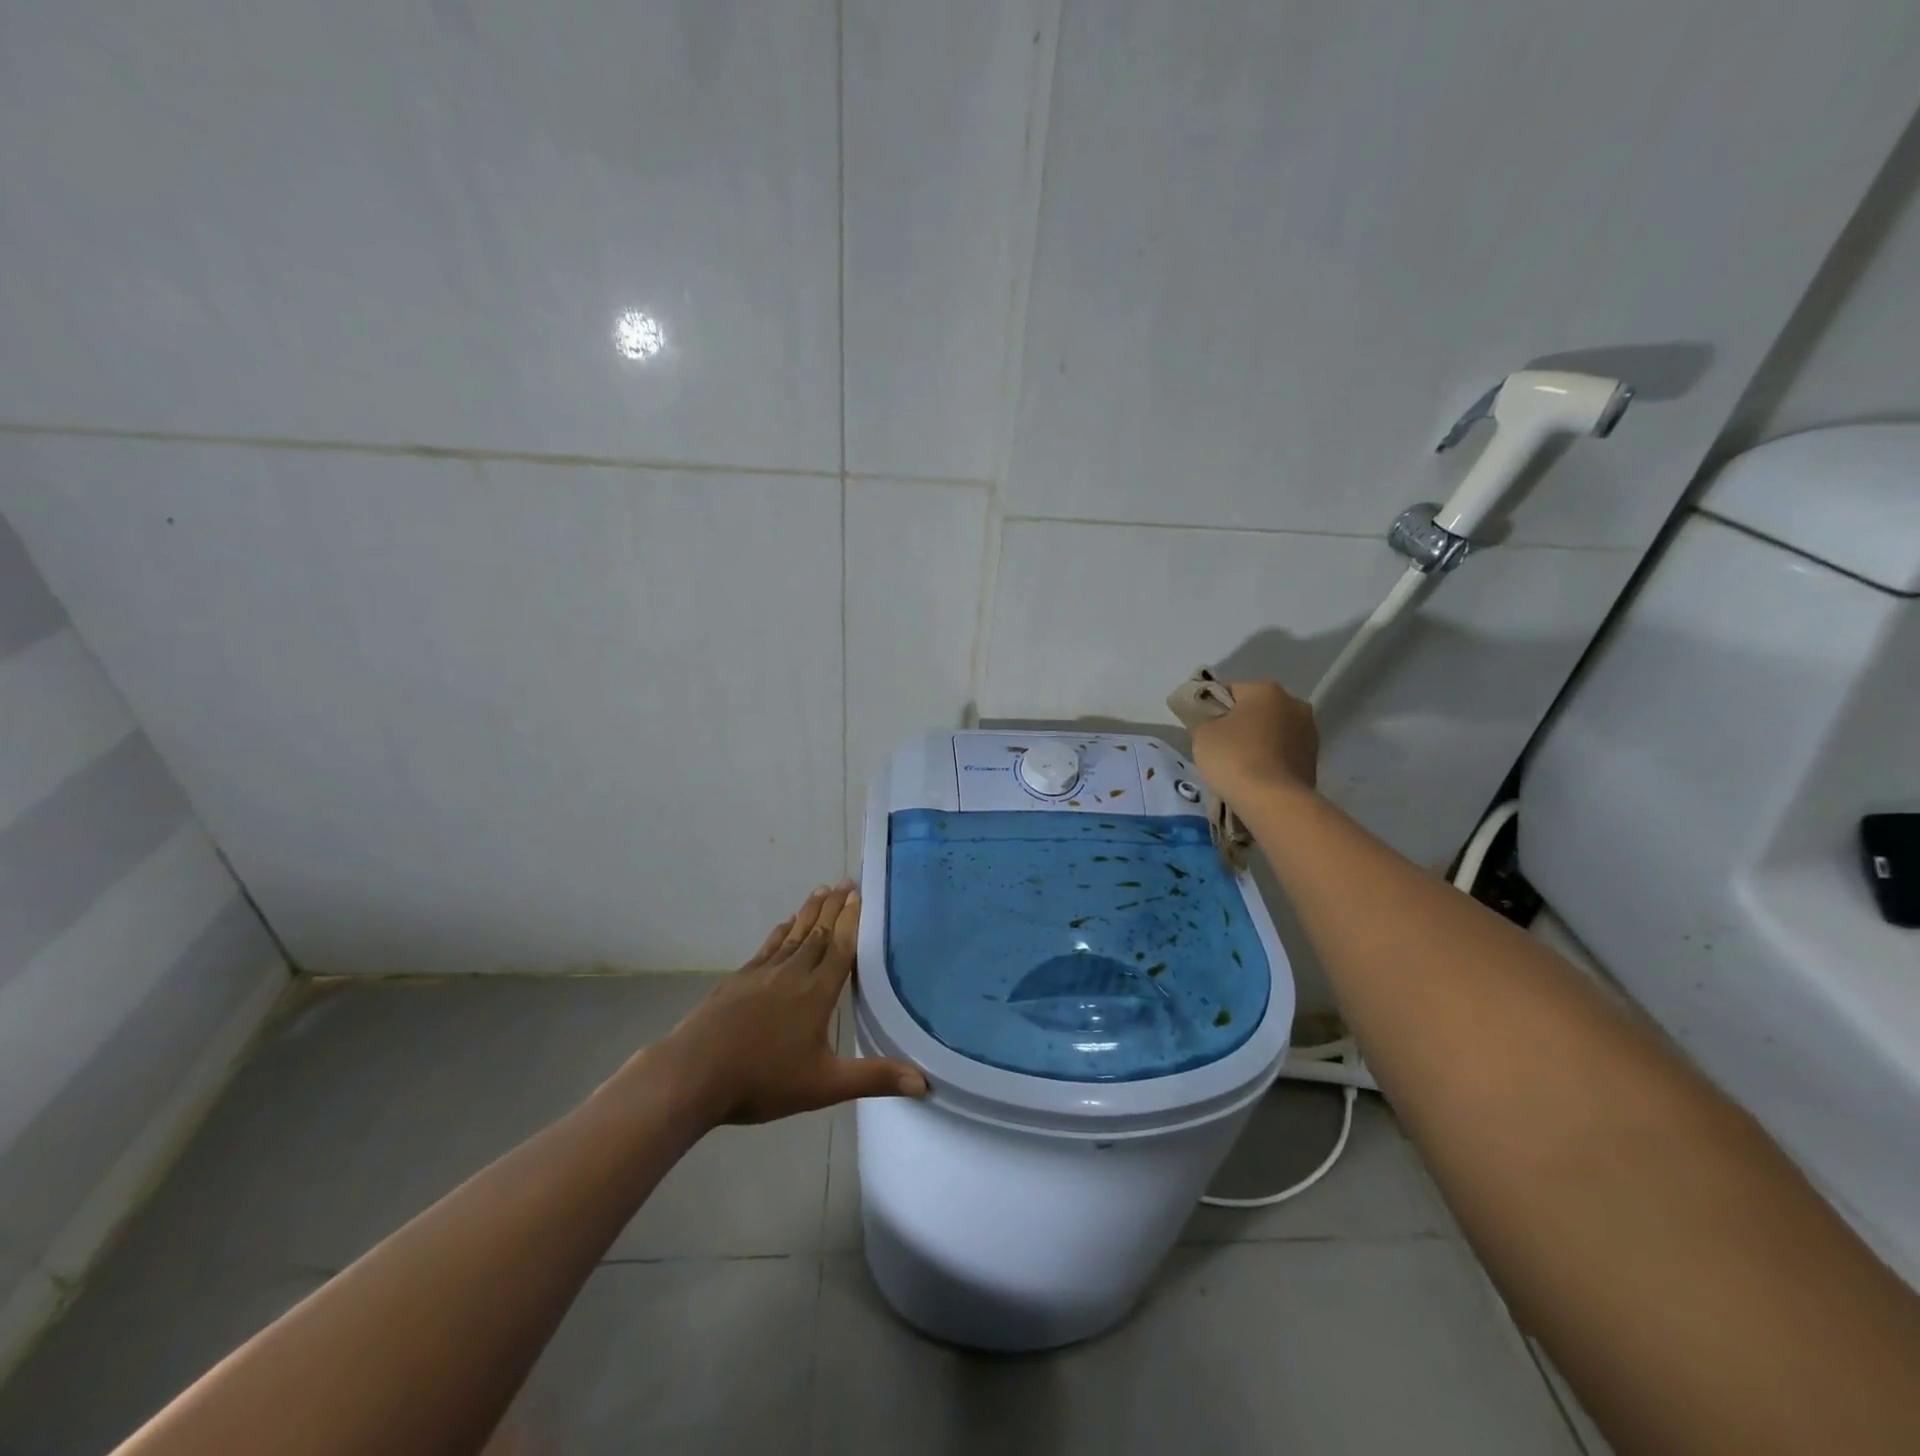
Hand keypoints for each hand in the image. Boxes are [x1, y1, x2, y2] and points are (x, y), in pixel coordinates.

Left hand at [654, 882, 928, 1125]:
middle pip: (818, 933)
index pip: (841, 948)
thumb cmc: (764, 1080)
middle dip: (834, 908)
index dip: (852, 920)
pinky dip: (781, 932)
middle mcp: (793, 973)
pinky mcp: (739, 979)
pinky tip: (784, 925)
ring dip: (809, 912)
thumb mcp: (825, 1085)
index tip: (859, 894)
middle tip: (845, 882)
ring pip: (793, 934)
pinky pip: (768, 947)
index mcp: (817, 992)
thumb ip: (874, 1078)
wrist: (694, 1073)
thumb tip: (924, 1081)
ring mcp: (762, 973)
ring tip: (821, 891)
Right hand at [1190, 678, 1319, 802]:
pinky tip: (1256, 775)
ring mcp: (1309, 732)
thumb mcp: (1202, 733)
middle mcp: (1294, 703)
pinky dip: (1271, 759)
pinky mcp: (1314, 759)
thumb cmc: (1234, 757)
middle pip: (1256, 709)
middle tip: (1219, 745)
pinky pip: (1283, 752)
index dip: (1212, 706)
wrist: (1273, 801)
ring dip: (1258, 741)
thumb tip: (1214, 720)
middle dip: (1240, 722)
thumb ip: (1206, 719)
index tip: (1201, 725)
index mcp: (1265, 689)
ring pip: (1273, 730)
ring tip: (1239, 764)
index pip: (1230, 689)